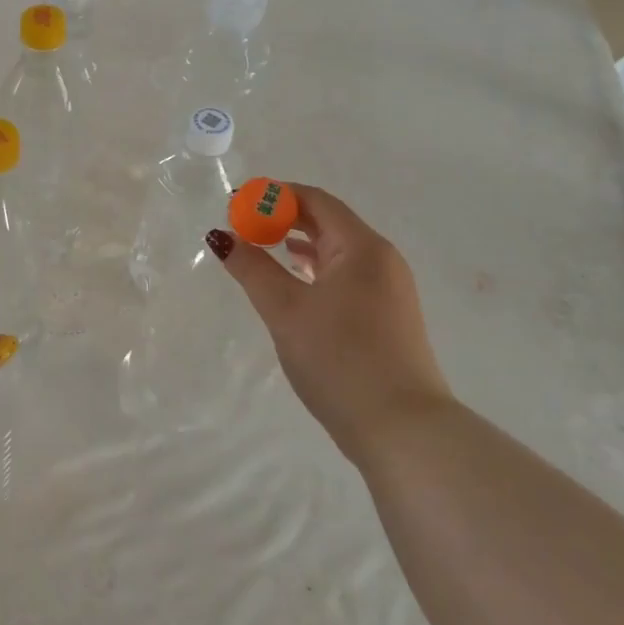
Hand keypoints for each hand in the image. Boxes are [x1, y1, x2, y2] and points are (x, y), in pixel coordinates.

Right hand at [208, 184, 448, 462]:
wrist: (401, 428)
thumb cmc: (339, 358)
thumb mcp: (285, 310)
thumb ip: (252, 268)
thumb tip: (221, 236)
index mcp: (362, 248)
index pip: (316, 201)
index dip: (275, 196)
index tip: (238, 203)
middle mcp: (382, 260)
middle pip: (329, 222)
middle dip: (284, 218)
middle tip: (243, 226)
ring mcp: (389, 290)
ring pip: (337, 252)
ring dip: (299, 245)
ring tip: (261, 250)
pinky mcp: (387, 317)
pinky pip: (346, 276)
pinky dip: (315, 270)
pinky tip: (294, 284)